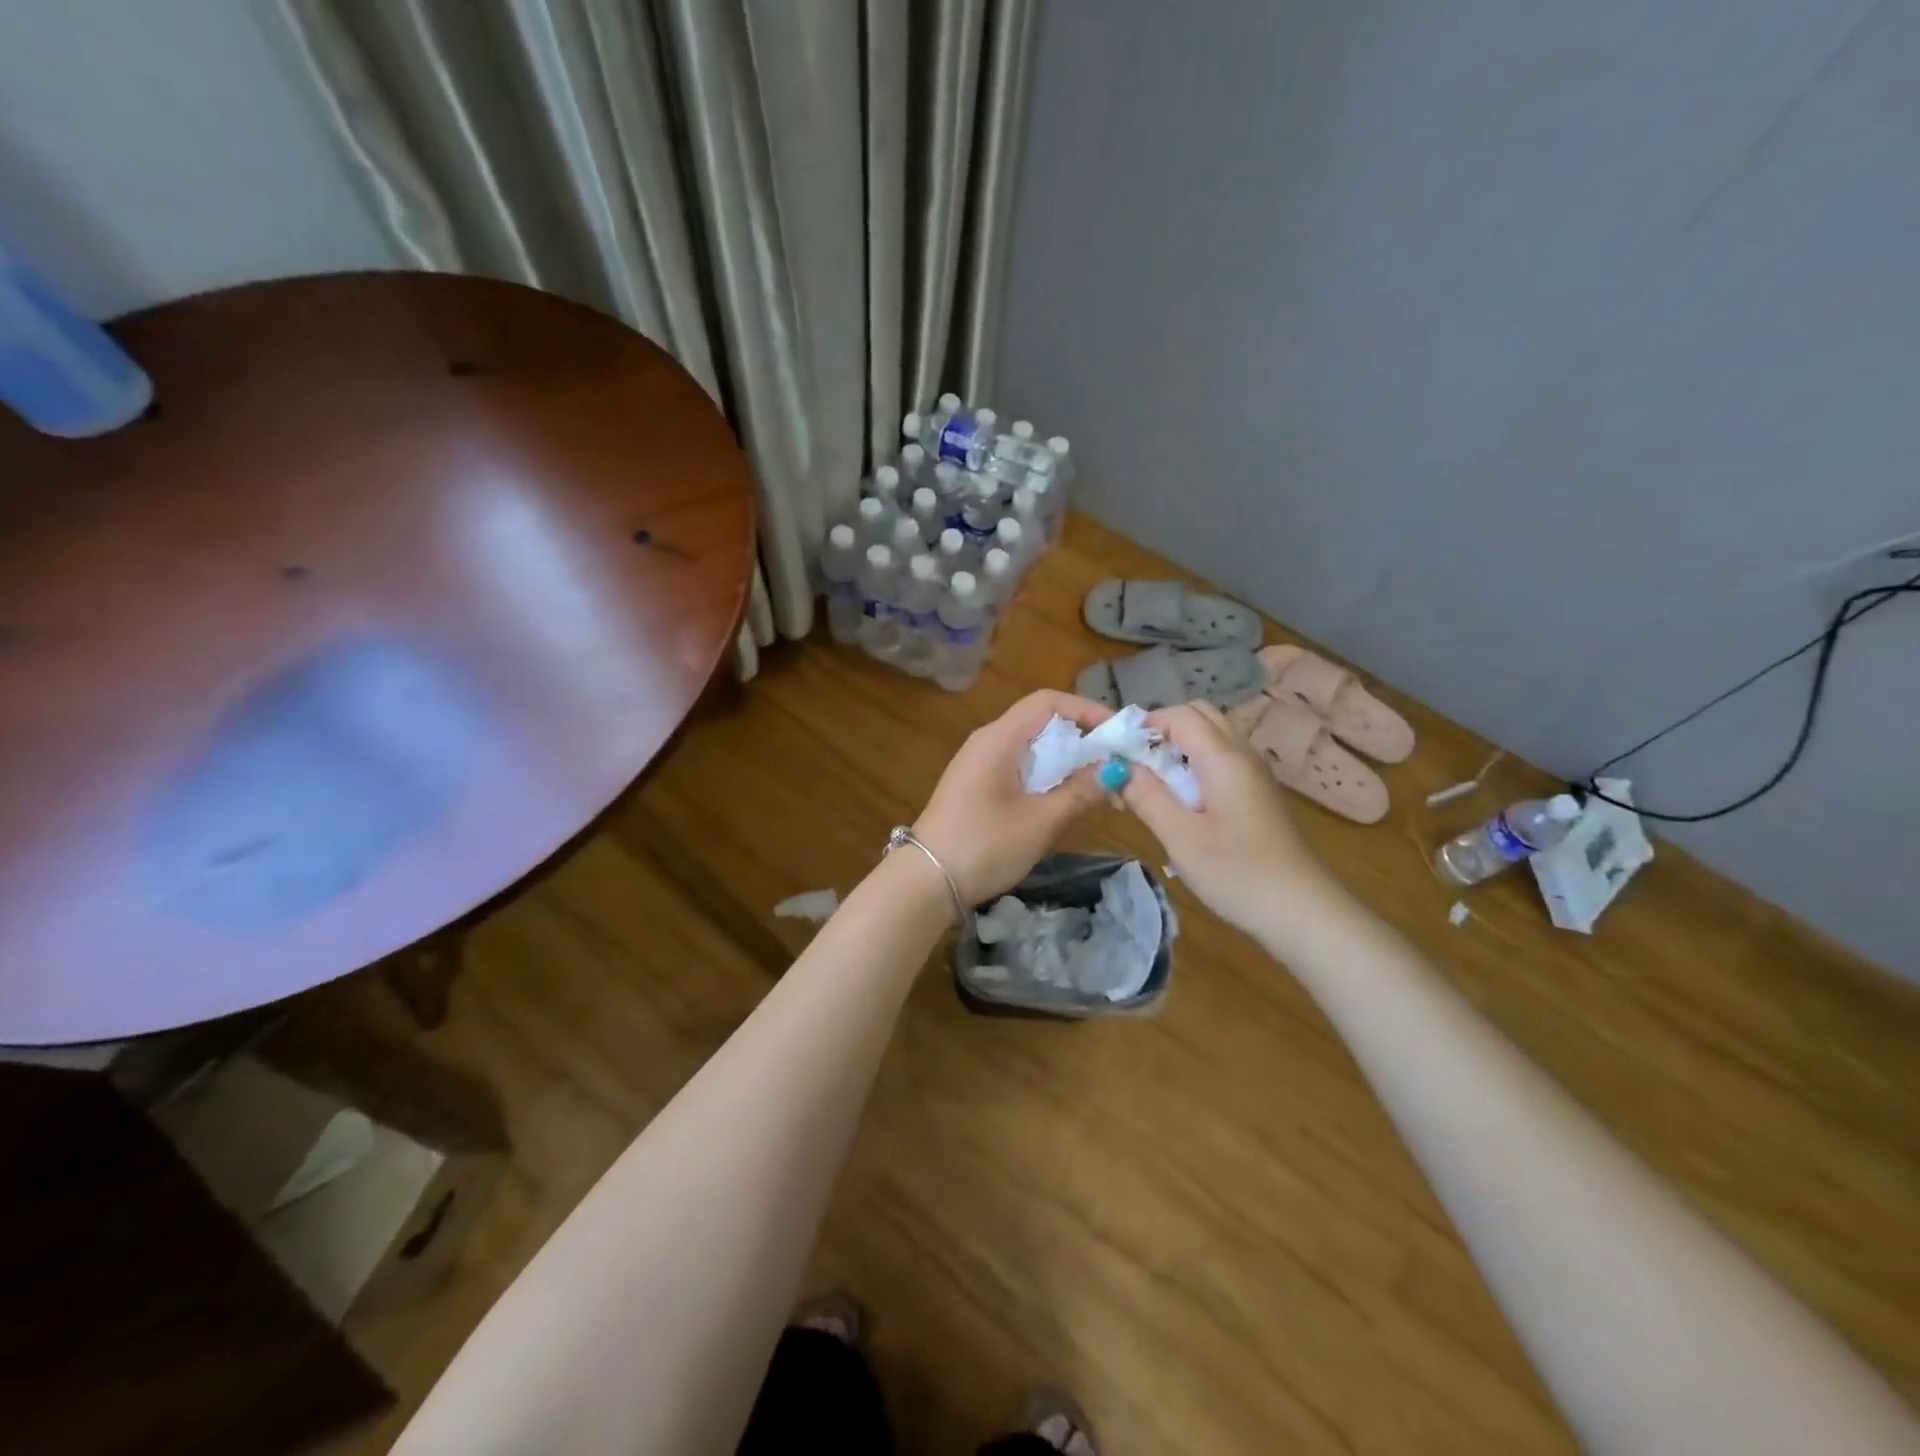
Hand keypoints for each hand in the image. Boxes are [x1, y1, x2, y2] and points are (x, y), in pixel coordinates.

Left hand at [913, 690, 1112, 906]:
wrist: (926, 882)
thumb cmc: (984, 846)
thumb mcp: (1040, 822)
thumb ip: (1081, 792)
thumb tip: (1115, 770)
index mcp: (998, 739)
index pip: (1048, 702)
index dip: (1086, 710)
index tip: (1118, 734)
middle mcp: (987, 742)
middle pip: (1041, 721)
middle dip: (1081, 736)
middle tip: (1115, 760)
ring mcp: (979, 764)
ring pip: (1031, 746)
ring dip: (1066, 758)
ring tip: (1099, 780)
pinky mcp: (977, 786)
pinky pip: (1019, 766)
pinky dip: (1047, 773)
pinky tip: (1065, 796)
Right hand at [1118, 701, 1332, 935]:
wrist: (1301, 912)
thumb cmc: (1237, 873)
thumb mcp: (1180, 837)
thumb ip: (1145, 795)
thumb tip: (1115, 766)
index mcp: (1223, 757)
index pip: (1179, 714)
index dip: (1144, 726)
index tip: (1117, 756)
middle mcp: (1242, 754)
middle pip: (1198, 716)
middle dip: (1161, 732)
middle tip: (1135, 768)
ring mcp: (1253, 774)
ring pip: (1210, 738)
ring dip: (1177, 751)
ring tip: (1152, 788)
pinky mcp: (1256, 794)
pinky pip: (1220, 761)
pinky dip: (1194, 767)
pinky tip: (1181, 805)